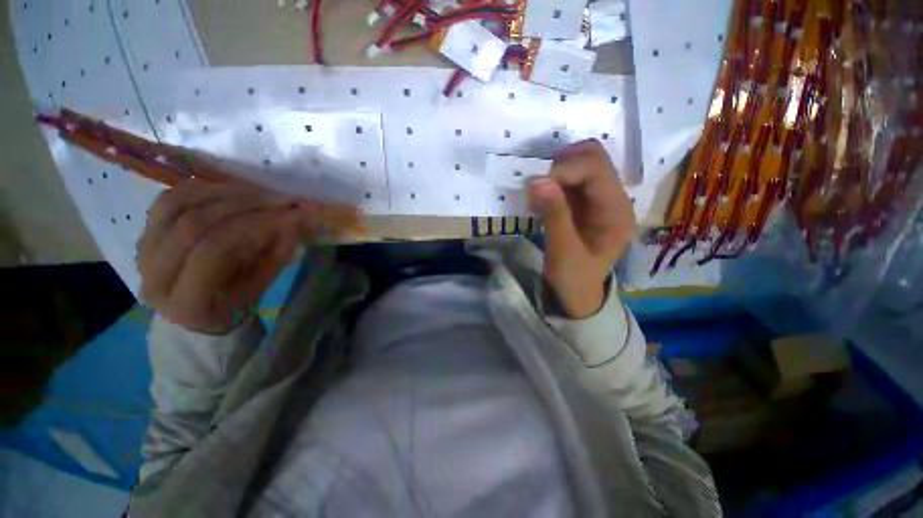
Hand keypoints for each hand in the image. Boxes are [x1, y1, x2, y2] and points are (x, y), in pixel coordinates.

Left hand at [137, 181, 315, 333]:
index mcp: (187, 304)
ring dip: (224, 193)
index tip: (290, 215)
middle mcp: (154, 276)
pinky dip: (203, 189)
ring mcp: (143, 250)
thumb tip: (293, 219)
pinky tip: (233, 189)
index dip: (254, 227)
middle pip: (193, 224)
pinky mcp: (144, 232)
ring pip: (177, 205)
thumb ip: (276, 255)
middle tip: (280, 199)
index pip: (215, 252)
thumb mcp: (262, 287)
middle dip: (243, 205)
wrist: (195, 311)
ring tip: (261, 192)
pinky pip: (169, 199)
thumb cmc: (235, 305)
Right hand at [528, 140, 636, 318]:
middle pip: (593, 157)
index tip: (535, 188)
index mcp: (616, 211)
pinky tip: (541, 199)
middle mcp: (613, 198)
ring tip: (538, 196)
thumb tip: (537, 180)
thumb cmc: (574, 278)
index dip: (564, 170)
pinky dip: (553, 182)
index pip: (596, 169)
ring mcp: (599, 198)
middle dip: (562, 165)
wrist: (576, 295)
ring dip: (556, 172)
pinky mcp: (584, 203)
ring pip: (581, 163)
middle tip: (538, 188)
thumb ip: (554, 214)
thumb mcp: (563, 251)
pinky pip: (570, 179)